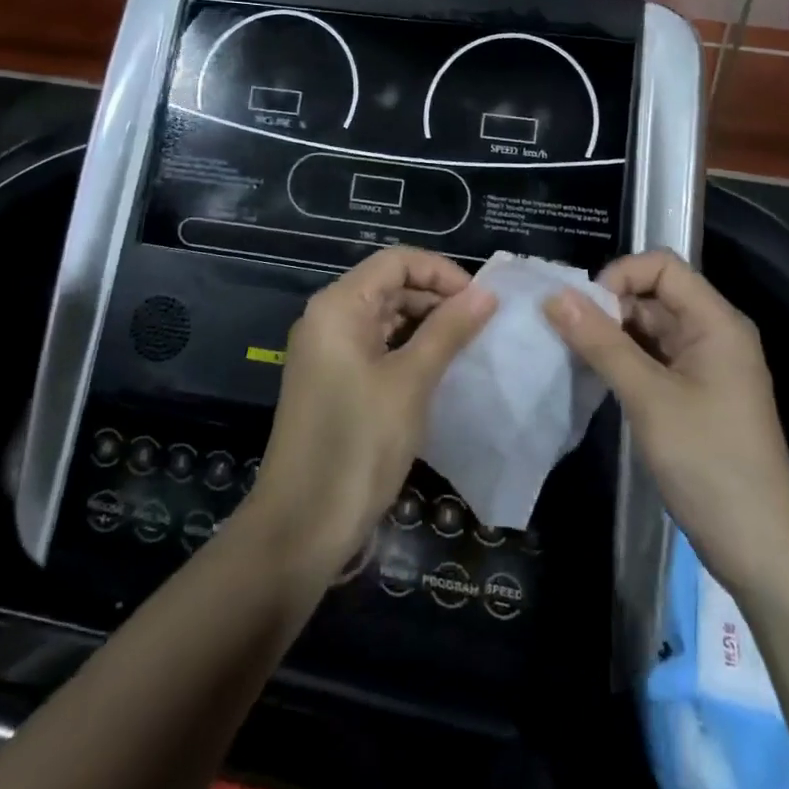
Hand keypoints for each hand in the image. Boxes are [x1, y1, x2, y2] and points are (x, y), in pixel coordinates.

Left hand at [248, 247, 495, 577]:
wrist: (300, 526)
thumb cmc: (358, 444)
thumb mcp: (411, 382)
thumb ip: (448, 330)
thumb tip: (487, 293)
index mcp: (338, 305)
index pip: (396, 261)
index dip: (441, 272)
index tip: (481, 301)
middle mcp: (327, 318)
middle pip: (388, 285)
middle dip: (436, 297)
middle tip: (481, 326)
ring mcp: (327, 351)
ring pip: (383, 317)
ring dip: (424, 325)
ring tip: (468, 346)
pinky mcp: (332, 381)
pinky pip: (375, 347)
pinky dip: (407, 350)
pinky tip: (439, 369)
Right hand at [543, 250, 788, 588]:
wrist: (759, 548)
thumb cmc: (708, 462)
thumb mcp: (648, 397)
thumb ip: (601, 342)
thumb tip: (554, 295)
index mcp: (716, 322)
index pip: (662, 266)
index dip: (620, 275)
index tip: (584, 309)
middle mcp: (713, 334)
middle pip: (654, 294)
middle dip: (609, 306)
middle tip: (568, 335)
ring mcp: (705, 366)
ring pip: (649, 327)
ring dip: (612, 334)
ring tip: (574, 354)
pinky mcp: (695, 394)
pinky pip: (653, 358)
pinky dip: (623, 360)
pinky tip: (595, 377)